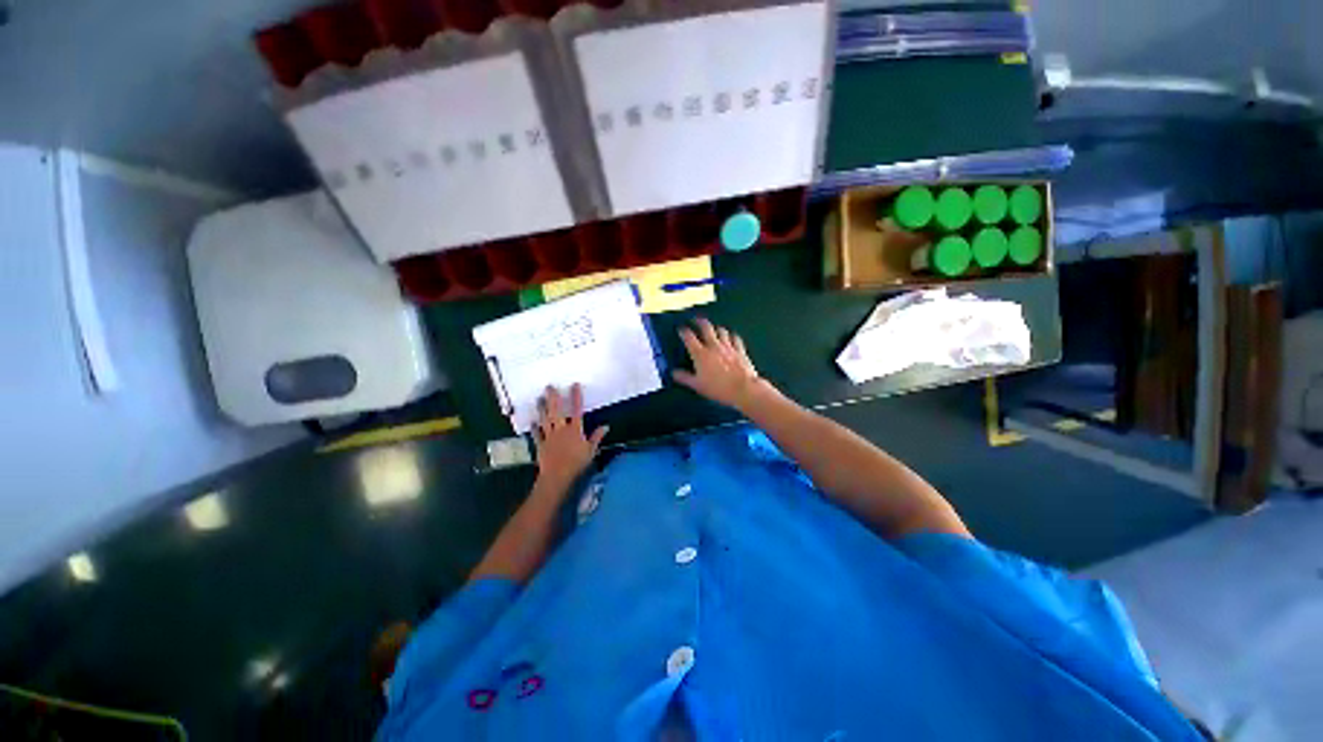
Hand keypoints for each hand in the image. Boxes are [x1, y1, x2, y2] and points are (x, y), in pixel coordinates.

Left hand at [533, 384, 607, 486]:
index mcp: (575, 430)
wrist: (557, 476)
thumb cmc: (577, 463)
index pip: (576, 410)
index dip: (575, 397)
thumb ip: (597, 437)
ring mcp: (549, 436)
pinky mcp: (541, 444)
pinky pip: (537, 434)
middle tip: (549, 386)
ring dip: (542, 409)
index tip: (574, 385)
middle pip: (556, 411)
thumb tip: (606, 426)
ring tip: (539, 398)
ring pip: (545, 419)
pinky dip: (534, 428)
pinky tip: (532, 422)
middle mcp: (561, 429)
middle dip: (553, 398)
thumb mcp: (591, 450)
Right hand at [673, 318, 767, 409]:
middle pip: (706, 327)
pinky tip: (731, 337)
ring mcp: (728, 346)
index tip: (680, 329)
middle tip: (696, 320)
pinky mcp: (740, 350)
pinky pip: (735, 338)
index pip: (689, 337)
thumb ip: (685, 378)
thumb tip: (674, 373)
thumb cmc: (718, 388)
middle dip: (699, 321)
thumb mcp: (697, 385)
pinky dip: (732, 336)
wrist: (743, 388)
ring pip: (721, 331)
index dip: (683, 331)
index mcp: (700, 354)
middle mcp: (714, 346)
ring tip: (713, 329)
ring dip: (716, 328)